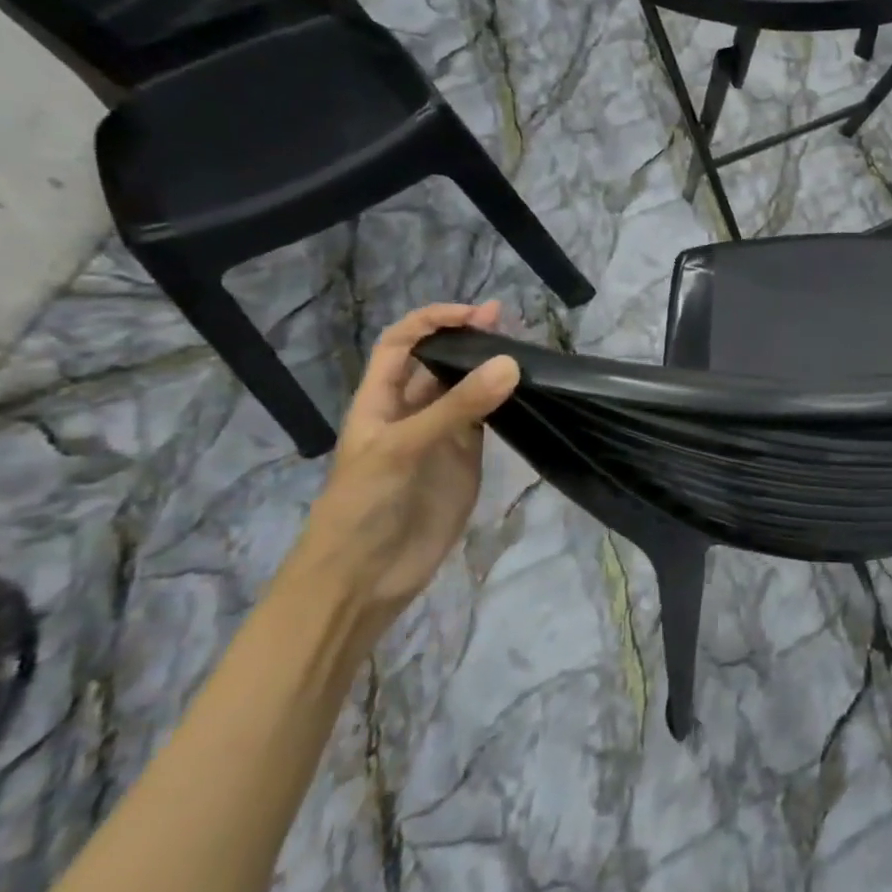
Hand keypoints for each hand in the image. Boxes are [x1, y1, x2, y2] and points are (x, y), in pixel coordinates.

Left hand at [278, 302, 519, 641]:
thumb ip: (457, 408)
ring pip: (469, 390)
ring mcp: (441, 436)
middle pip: (439, 362)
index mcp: (380, 401)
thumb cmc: (364, 506)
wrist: (364, 578)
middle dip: (469, 338)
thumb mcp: (403, 449)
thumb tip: (511, 363)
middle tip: (511, 323)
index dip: (432, 321)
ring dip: (491, 369)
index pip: (402, 344)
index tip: (475, 314)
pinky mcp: (466, 460)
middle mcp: (411, 411)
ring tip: (527, 351)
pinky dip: (507, 403)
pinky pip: (488, 421)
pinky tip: (528, 392)